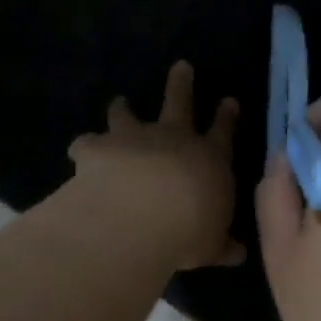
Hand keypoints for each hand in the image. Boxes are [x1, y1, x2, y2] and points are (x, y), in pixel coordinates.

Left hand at [67, 61, 243, 271]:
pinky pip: (88, 143)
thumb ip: (222, 245)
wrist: (143, 214)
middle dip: (181, 84)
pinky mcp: (100, 148)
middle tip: (181, 66)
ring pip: (129, 115)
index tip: (229, 101)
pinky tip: (80, 148)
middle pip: (179, 103)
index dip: (226, 116)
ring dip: (124, 108)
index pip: (223, 132)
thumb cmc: (190, 229)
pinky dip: (85, 145)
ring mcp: (135, 139)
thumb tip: (239, 254)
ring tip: (119, 100)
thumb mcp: (213, 244)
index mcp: (210, 158)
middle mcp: (174, 139)